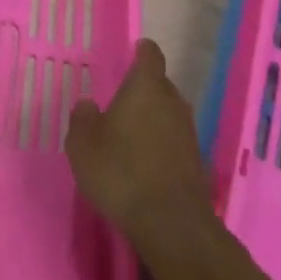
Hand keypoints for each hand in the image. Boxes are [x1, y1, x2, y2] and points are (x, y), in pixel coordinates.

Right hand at [65, 39, 212, 250]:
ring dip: (155, 120)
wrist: (172, 227)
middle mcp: (172, 102)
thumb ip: (82, 119)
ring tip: (133, 137)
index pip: (150, 55)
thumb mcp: (83, 146)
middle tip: (124, 102)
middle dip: (146, 90)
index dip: (142, 52)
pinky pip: (176, 143)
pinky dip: (164, 147)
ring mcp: (189, 133)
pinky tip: (147, 166)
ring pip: (170, 115)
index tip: (135, 52)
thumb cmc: (121, 173)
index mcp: (146, 87)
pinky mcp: (197, 164)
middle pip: (161, 85)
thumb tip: (88, 105)